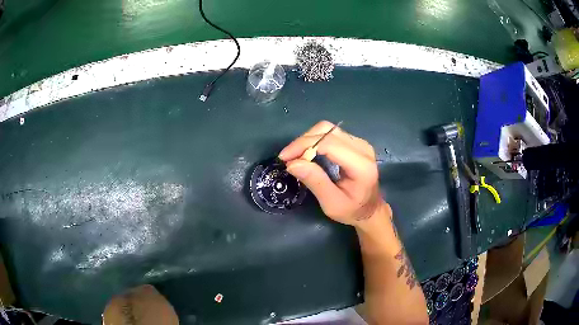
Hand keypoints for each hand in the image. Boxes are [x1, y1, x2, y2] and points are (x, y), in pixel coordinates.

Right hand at [279, 121, 388, 225]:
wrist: (369, 210)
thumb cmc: (351, 210)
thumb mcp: (331, 204)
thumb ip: (315, 182)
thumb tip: (292, 163)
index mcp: (361, 165)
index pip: (329, 143)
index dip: (304, 145)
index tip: (284, 158)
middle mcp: (362, 148)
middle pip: (327, 131)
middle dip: (303, 141)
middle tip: (288, 158)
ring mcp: (359, 143)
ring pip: (327, 129)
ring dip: (308, 140)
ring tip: (296, 156)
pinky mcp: (354, 142)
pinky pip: (330, 134)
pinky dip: (315, 141)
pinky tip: (307, 154)